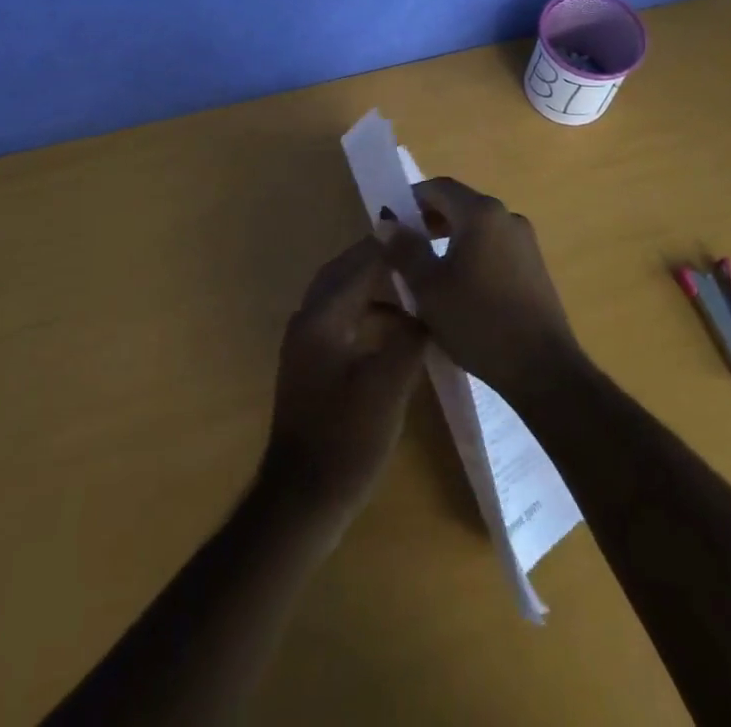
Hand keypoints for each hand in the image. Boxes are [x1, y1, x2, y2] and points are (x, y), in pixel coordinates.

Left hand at [259, 236, 427, 526]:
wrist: (302, 499)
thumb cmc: (346, 439)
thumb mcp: (389, 385)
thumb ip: (409, 337)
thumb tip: (428, 308)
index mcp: (322, 316)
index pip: (359, 263)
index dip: (391, 246)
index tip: (423, 232)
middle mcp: (308, 319)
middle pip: (344, 272)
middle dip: (379, 258)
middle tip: (417, 252)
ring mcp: (306, 343)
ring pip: (341, 296)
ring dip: (374, 286)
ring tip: (414, 287)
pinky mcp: (311, 364)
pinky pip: (341, 319)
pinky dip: (367, 313)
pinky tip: (396, 330)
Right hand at [378, 177, 581, 400]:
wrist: (543, 368)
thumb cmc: (478, 321)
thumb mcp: (429, 288)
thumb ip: (405, 250)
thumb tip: (386, 222)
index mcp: (480, 213)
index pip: (439, 187)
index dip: (410, 198)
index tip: (390, 222)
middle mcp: (506, 216)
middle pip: (460, 204)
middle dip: (429, 219)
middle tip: (404, 246)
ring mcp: (525, 241)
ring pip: (478, 226)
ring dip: (450, 237)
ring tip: (428, 268)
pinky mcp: (535, 265)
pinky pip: (495, 245)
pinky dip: (472, 252)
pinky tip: (461, 285)